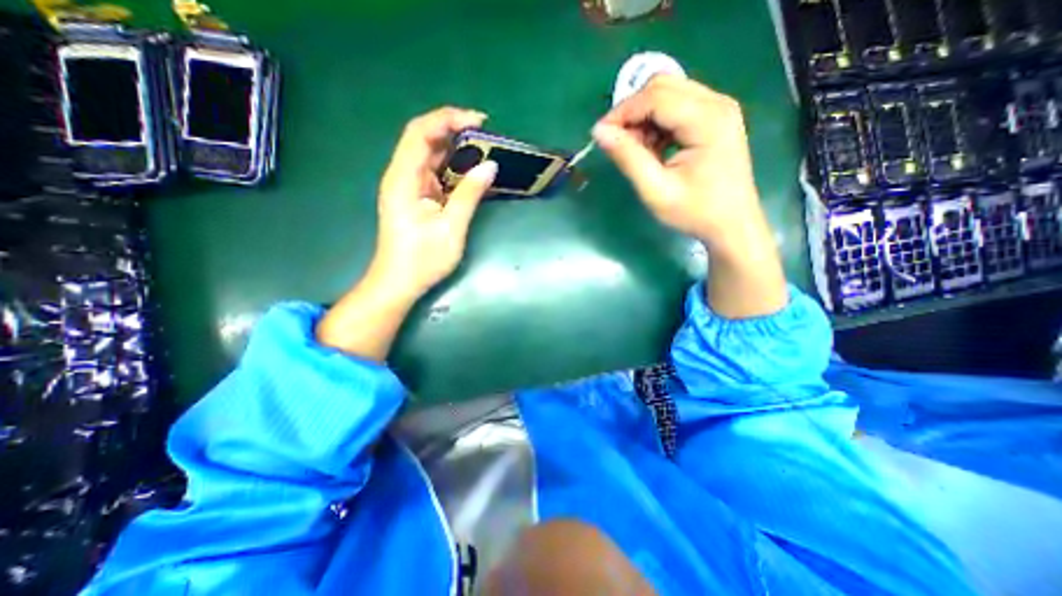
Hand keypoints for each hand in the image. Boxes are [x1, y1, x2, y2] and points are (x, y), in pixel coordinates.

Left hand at [316, 106, 498, 358]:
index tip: (479, 121)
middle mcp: (402, 176)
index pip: (421, 133)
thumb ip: (470, 194)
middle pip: (424, 139)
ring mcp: (408, 186)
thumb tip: (490, 166)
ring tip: (484, 149)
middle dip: (454, 130)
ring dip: (455, 148)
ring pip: (430, 155)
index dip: (448, 119)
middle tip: (487, 135)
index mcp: (403, 179)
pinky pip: (434, 173)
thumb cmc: (423, 259)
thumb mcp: (451, 227)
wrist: (399, 282)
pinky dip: (453, 167)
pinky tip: (470, 170)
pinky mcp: (416, 197)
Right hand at [593, 75, 782, 318]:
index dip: (622, 112)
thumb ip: (628, 158)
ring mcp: (718, 109)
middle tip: (619, 144)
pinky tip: (654, 149)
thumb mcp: (656, 190)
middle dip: (632, 112)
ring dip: (644, 119)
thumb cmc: (695, 212)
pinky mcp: (715, 118)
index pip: (655, 97)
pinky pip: (677, 107)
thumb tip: (599, 132)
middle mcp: (717, 103)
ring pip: (668, 94)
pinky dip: (657, 124)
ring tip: (637, 152)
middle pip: (662, 87)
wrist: (732, 225)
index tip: (600, 135)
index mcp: (707, 120)